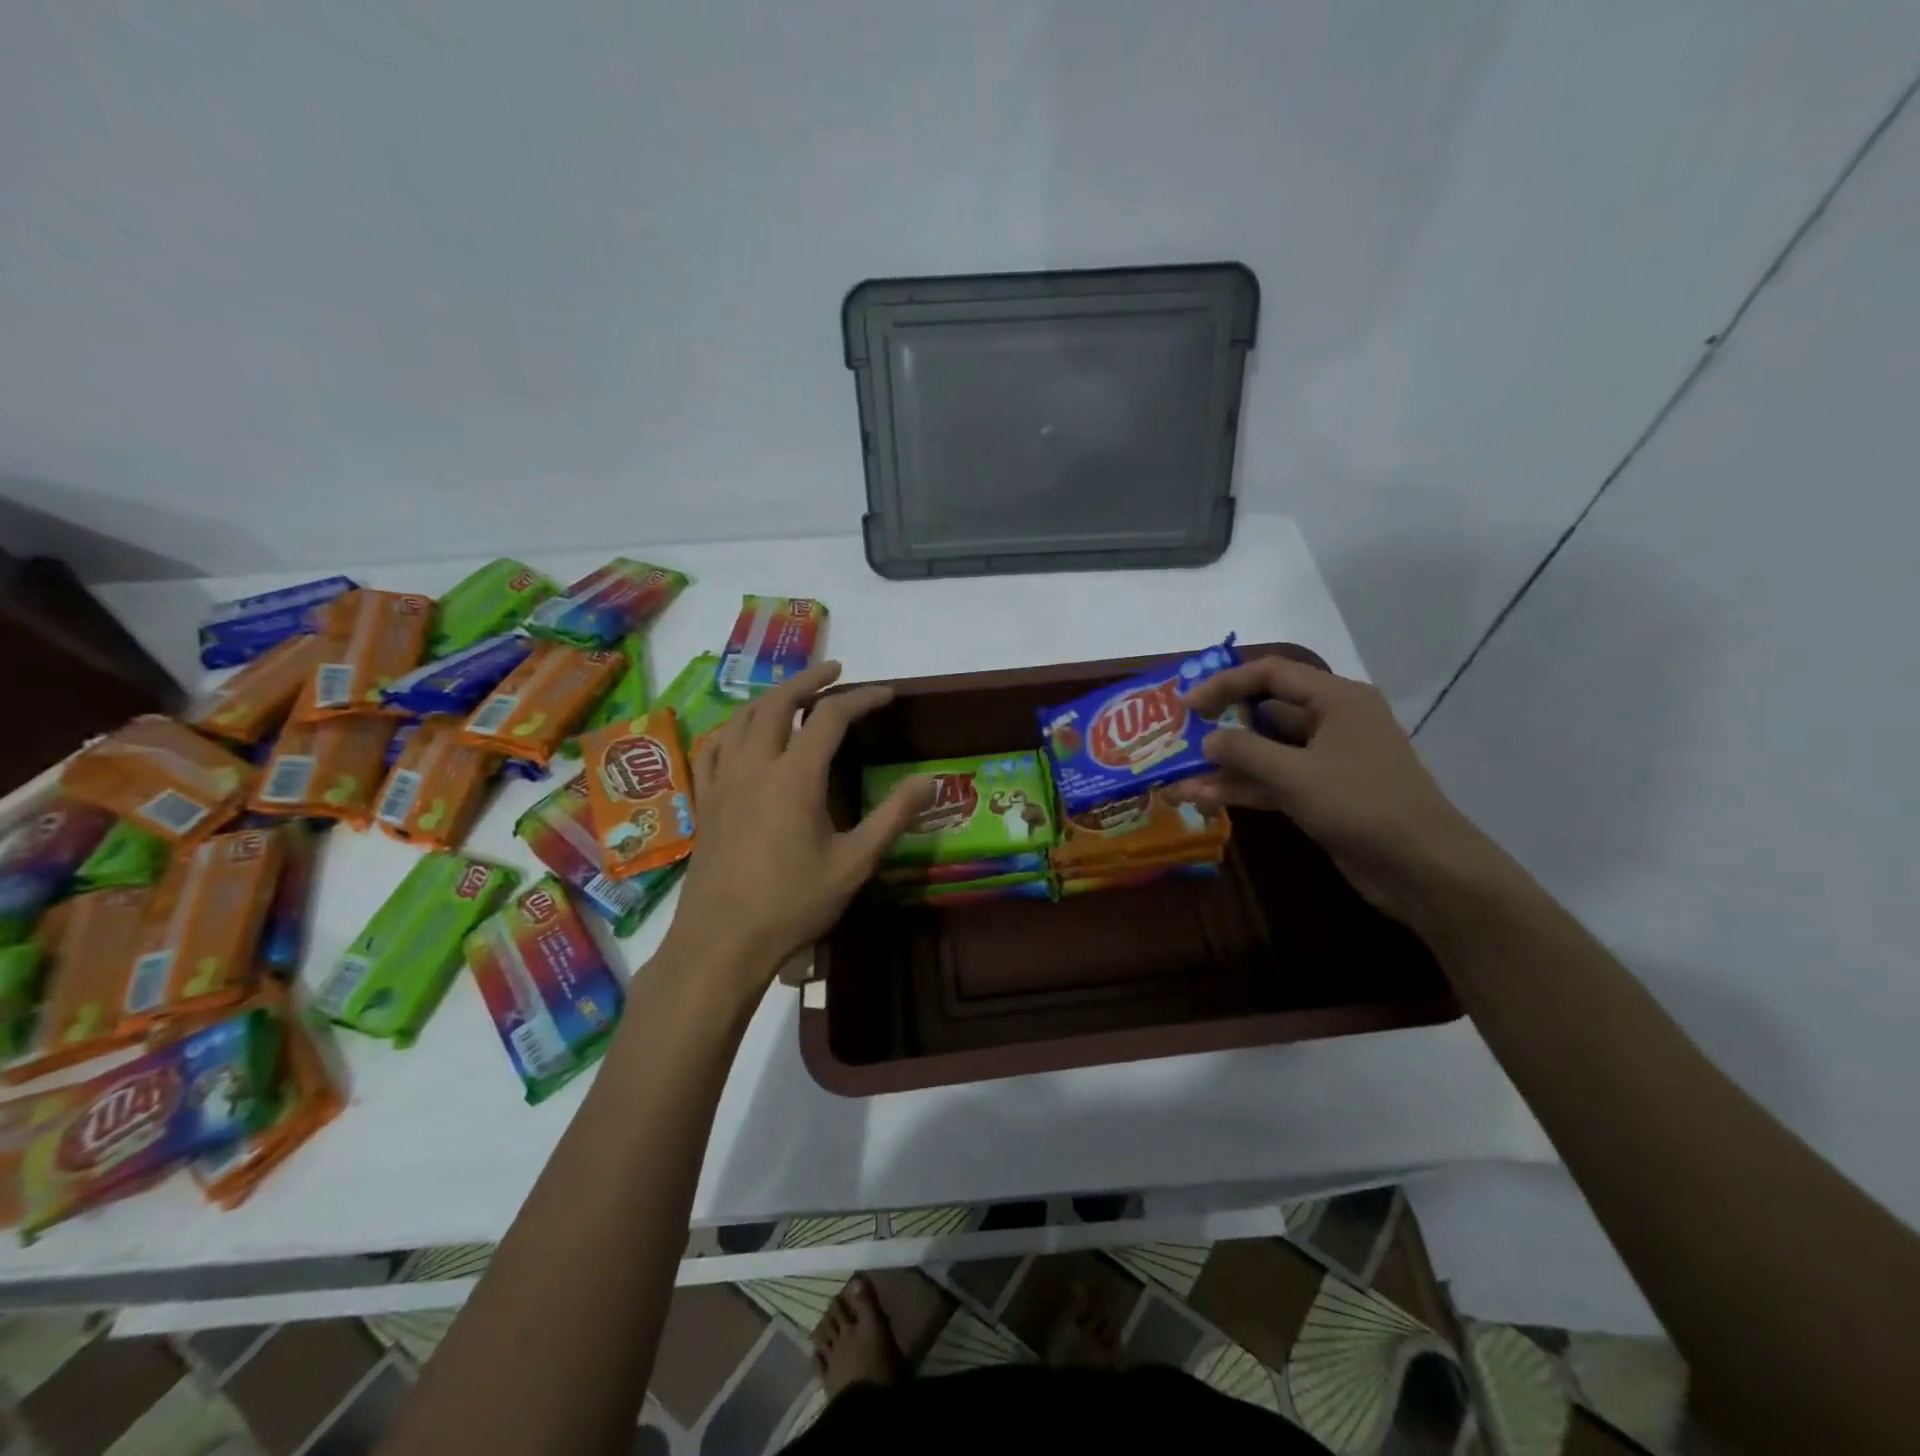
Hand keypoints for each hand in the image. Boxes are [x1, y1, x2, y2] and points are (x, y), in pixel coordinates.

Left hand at [662, 661, 932, 1000]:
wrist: (722, 941)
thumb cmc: (793, 904)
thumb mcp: (854, 863)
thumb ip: (892, 817)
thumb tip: (930, 781)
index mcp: (795, 776)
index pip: (831, 717)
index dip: (862, 698)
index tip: (887, 694)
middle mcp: (755, 765)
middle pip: (779, 702)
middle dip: (809, 679)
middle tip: (836, 671)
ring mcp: (723, 780)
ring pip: (743, 718)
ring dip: (772, 697)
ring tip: (795, 694)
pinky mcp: (705, 799)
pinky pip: (715, 746)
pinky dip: (735, 728)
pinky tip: (743, 734)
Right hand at [1172, 656, 1499, 925]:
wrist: (1421, 867)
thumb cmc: (1362, 803)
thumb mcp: (1296, 774)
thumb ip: (1245, 752)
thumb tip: (1206, 740)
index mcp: (1336, 699)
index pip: (1271, 674)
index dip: (1225, 684)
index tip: (1187, 704)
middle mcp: (1331, 722)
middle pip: (1265, 712)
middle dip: (1221, 725)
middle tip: (1179, 735)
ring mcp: (1325, 760)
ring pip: (1265, 752)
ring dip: (1224, 764)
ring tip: (1178, 776)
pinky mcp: (1320, 794)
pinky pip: (1273, 781)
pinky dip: (1241, 788)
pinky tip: (1201, 797)